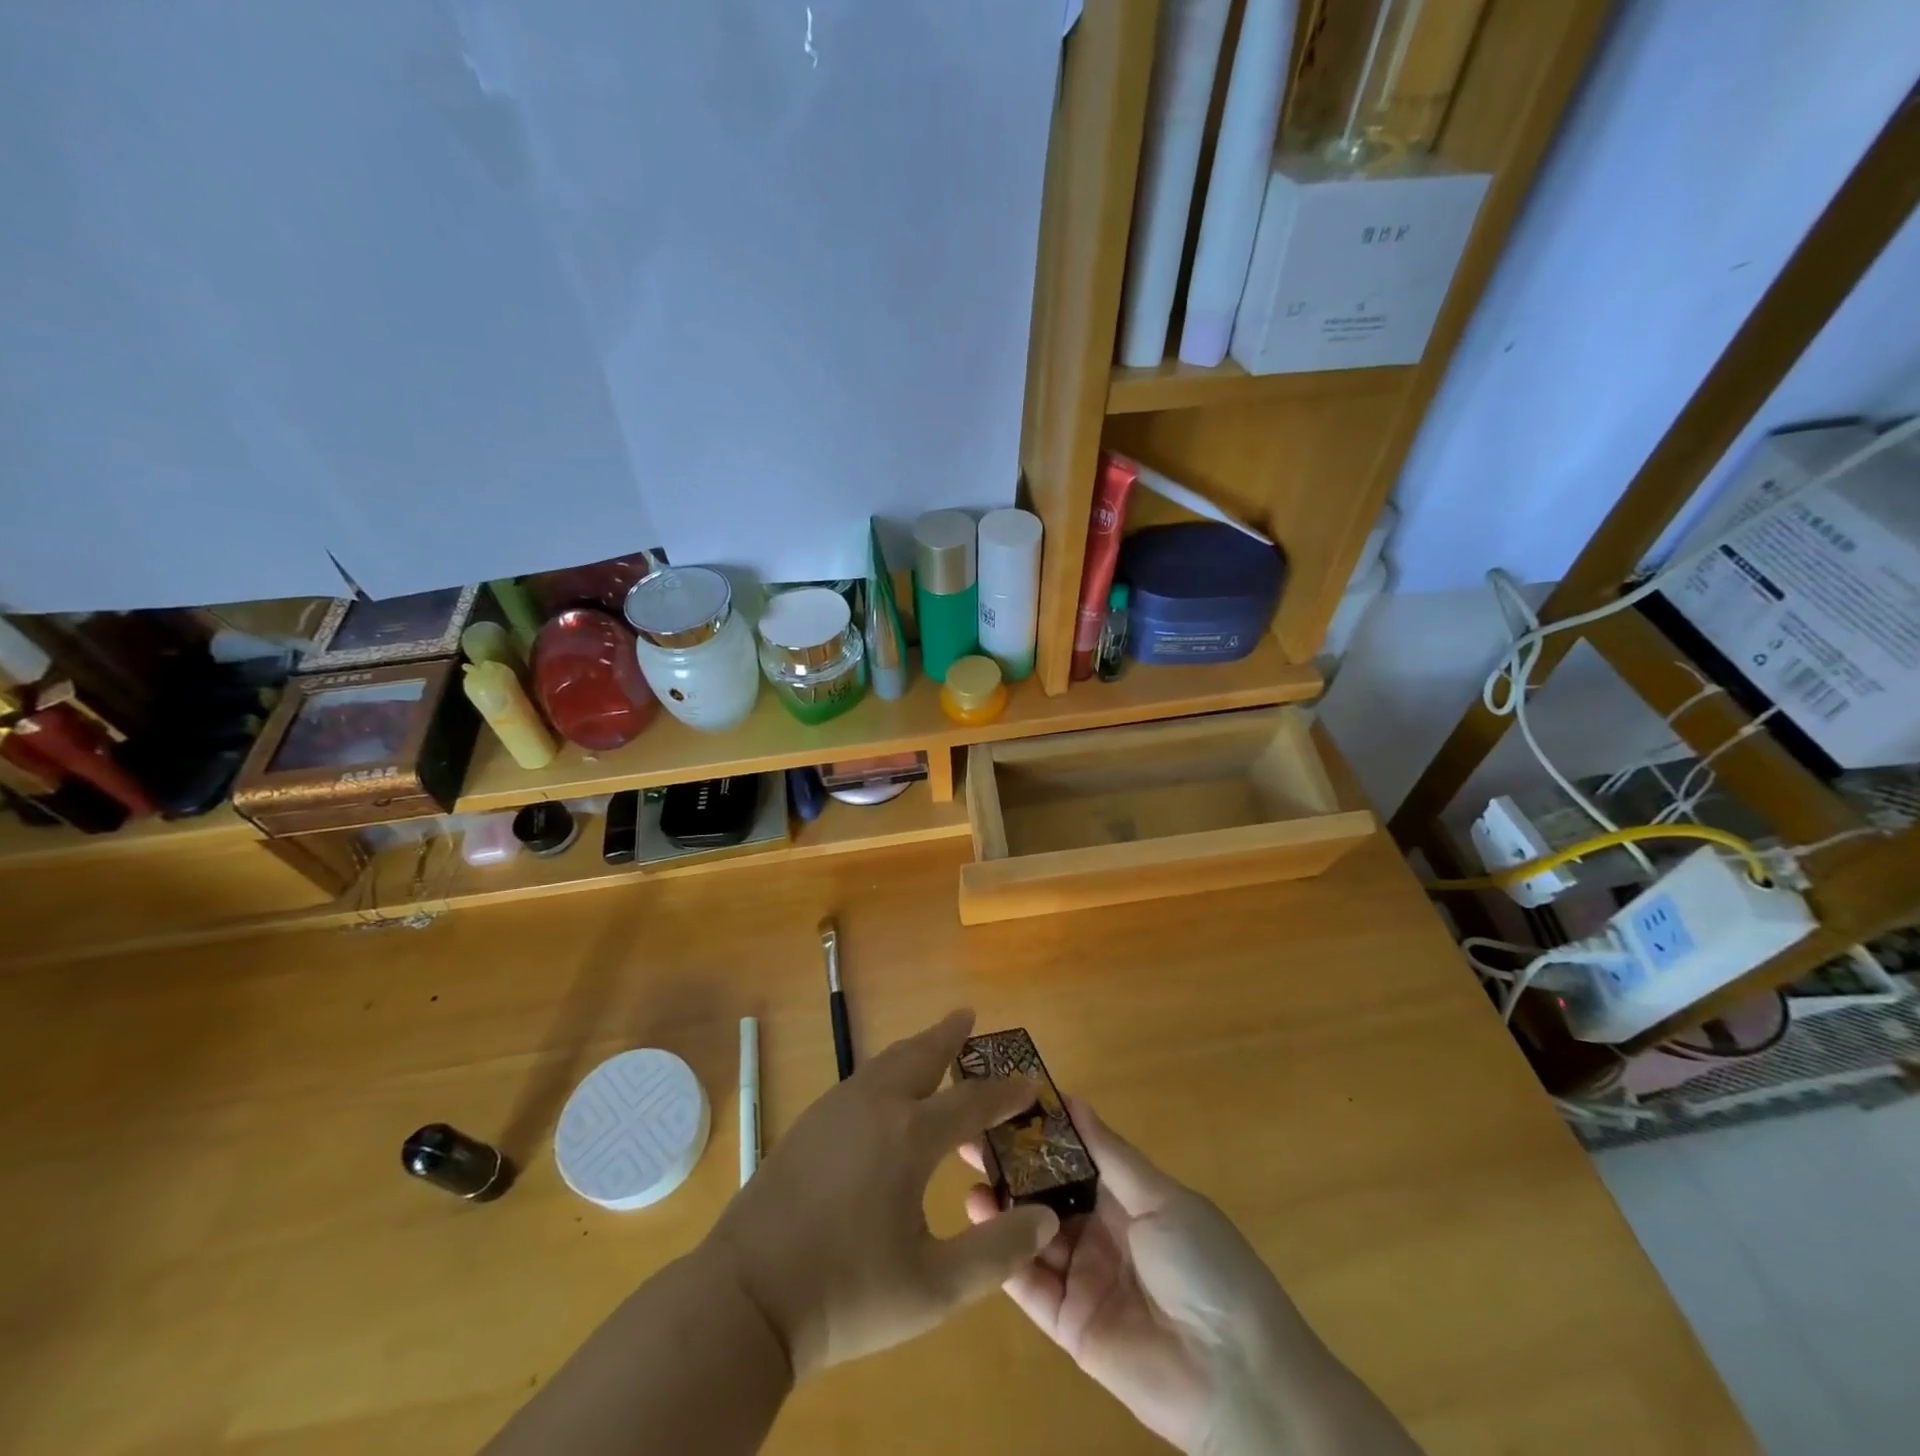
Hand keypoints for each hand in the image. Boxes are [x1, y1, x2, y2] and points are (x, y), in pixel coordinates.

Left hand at [711, 1009, 1059, 1378]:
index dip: (1005, 1092)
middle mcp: (875, 1106)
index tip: (1031, 1080)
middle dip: (949, 1035)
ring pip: (886, 1061)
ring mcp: (836, 1109)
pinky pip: (862, 1078)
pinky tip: (886, 1090)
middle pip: (921, 1055)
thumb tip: (1046, 1218)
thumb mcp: (933, 1288)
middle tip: (968, 1016)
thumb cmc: (845, 1294)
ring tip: (934, 1041)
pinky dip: (888, 1068)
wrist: (746, 1296)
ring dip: (916, 1048)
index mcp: (909, 1136)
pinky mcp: (809, 1122)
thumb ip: (996, 1253)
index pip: (971, 1102)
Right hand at [962, 1099, 1314, 1454]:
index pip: (1074, 1156)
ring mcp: (1084, 1278)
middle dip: (1012, 1164)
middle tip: (970, 1134)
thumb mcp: (1160, 1198)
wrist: (1235, 1376)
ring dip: (1002, 1205)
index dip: (1041, 1131)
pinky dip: (1004, 1252)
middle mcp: (1101, 1232)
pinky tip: (979, 1218)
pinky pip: (1031, 1283)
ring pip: (1033, 1233)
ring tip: (970, 1173)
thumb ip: (1110, 1154)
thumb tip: (1070, 1099)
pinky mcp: (1069, 1324)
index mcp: (1128, 1198)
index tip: (1004, 1100)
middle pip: (1047, 1192)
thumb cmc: (1205, 1266)